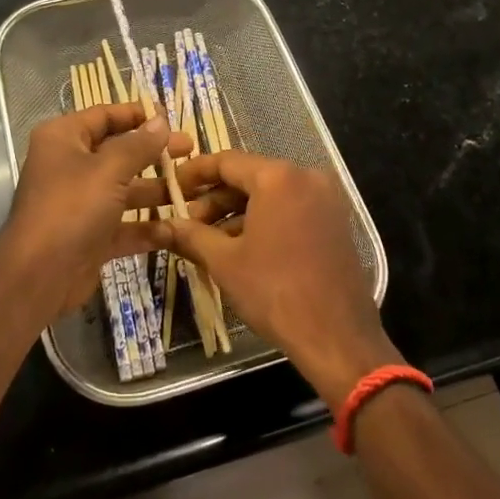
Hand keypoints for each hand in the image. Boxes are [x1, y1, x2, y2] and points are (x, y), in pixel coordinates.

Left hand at [0, 104, 189, 321]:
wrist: (38, 277)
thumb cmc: (71, 208)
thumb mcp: (108, 170)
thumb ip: (139, 145)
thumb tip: (161, 120)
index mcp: (64, 139)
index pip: (104, 116)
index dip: (137, 114)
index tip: (171, 116)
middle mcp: (70, 166)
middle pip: (119, 152)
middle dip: (155, 152)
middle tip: (190, 149)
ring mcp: (81, 203)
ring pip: (125, 190)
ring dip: (157, 190)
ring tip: (195, 187)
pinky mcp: (92, 236)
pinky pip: (125, 224)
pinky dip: (149, 227)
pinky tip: (180, 226)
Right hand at [165, 152, 400, 410]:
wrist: (337, 337)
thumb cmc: (275, 291)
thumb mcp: (225, 262)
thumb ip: (191, 236)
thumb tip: (162, 226)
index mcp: (278, 177)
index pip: (226, 161)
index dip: (193, 173)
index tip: (170, 187)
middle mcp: (305, 177)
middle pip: (249, 176)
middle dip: (214, 199)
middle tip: (185, 223)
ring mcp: (325, 199)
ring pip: (270, 195)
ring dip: (236, 213)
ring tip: (207, 241)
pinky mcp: (334, 222)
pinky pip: (290, 209)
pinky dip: (263, 221)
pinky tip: (240, 248)